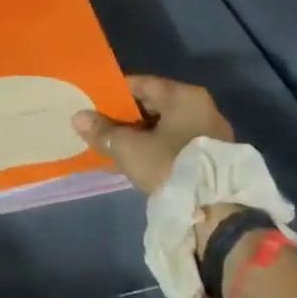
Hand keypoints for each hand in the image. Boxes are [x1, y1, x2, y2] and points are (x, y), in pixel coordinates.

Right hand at [71, 75, 233, 195]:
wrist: (218, 213)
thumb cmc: (170, 166)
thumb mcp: (129, 148)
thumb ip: (102, 131)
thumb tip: (78, 117)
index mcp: (183, 95)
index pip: (140, 84)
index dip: (113, 94)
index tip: (93, 105)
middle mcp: (201, 107)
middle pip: (153, 106)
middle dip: (125, 118)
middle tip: (101, 128)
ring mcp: (210, 133)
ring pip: (164, 128)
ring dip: (140, 136)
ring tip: (115, 149)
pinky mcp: (213, 158)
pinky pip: (176, 145)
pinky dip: (156, 150)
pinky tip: (137, 163)